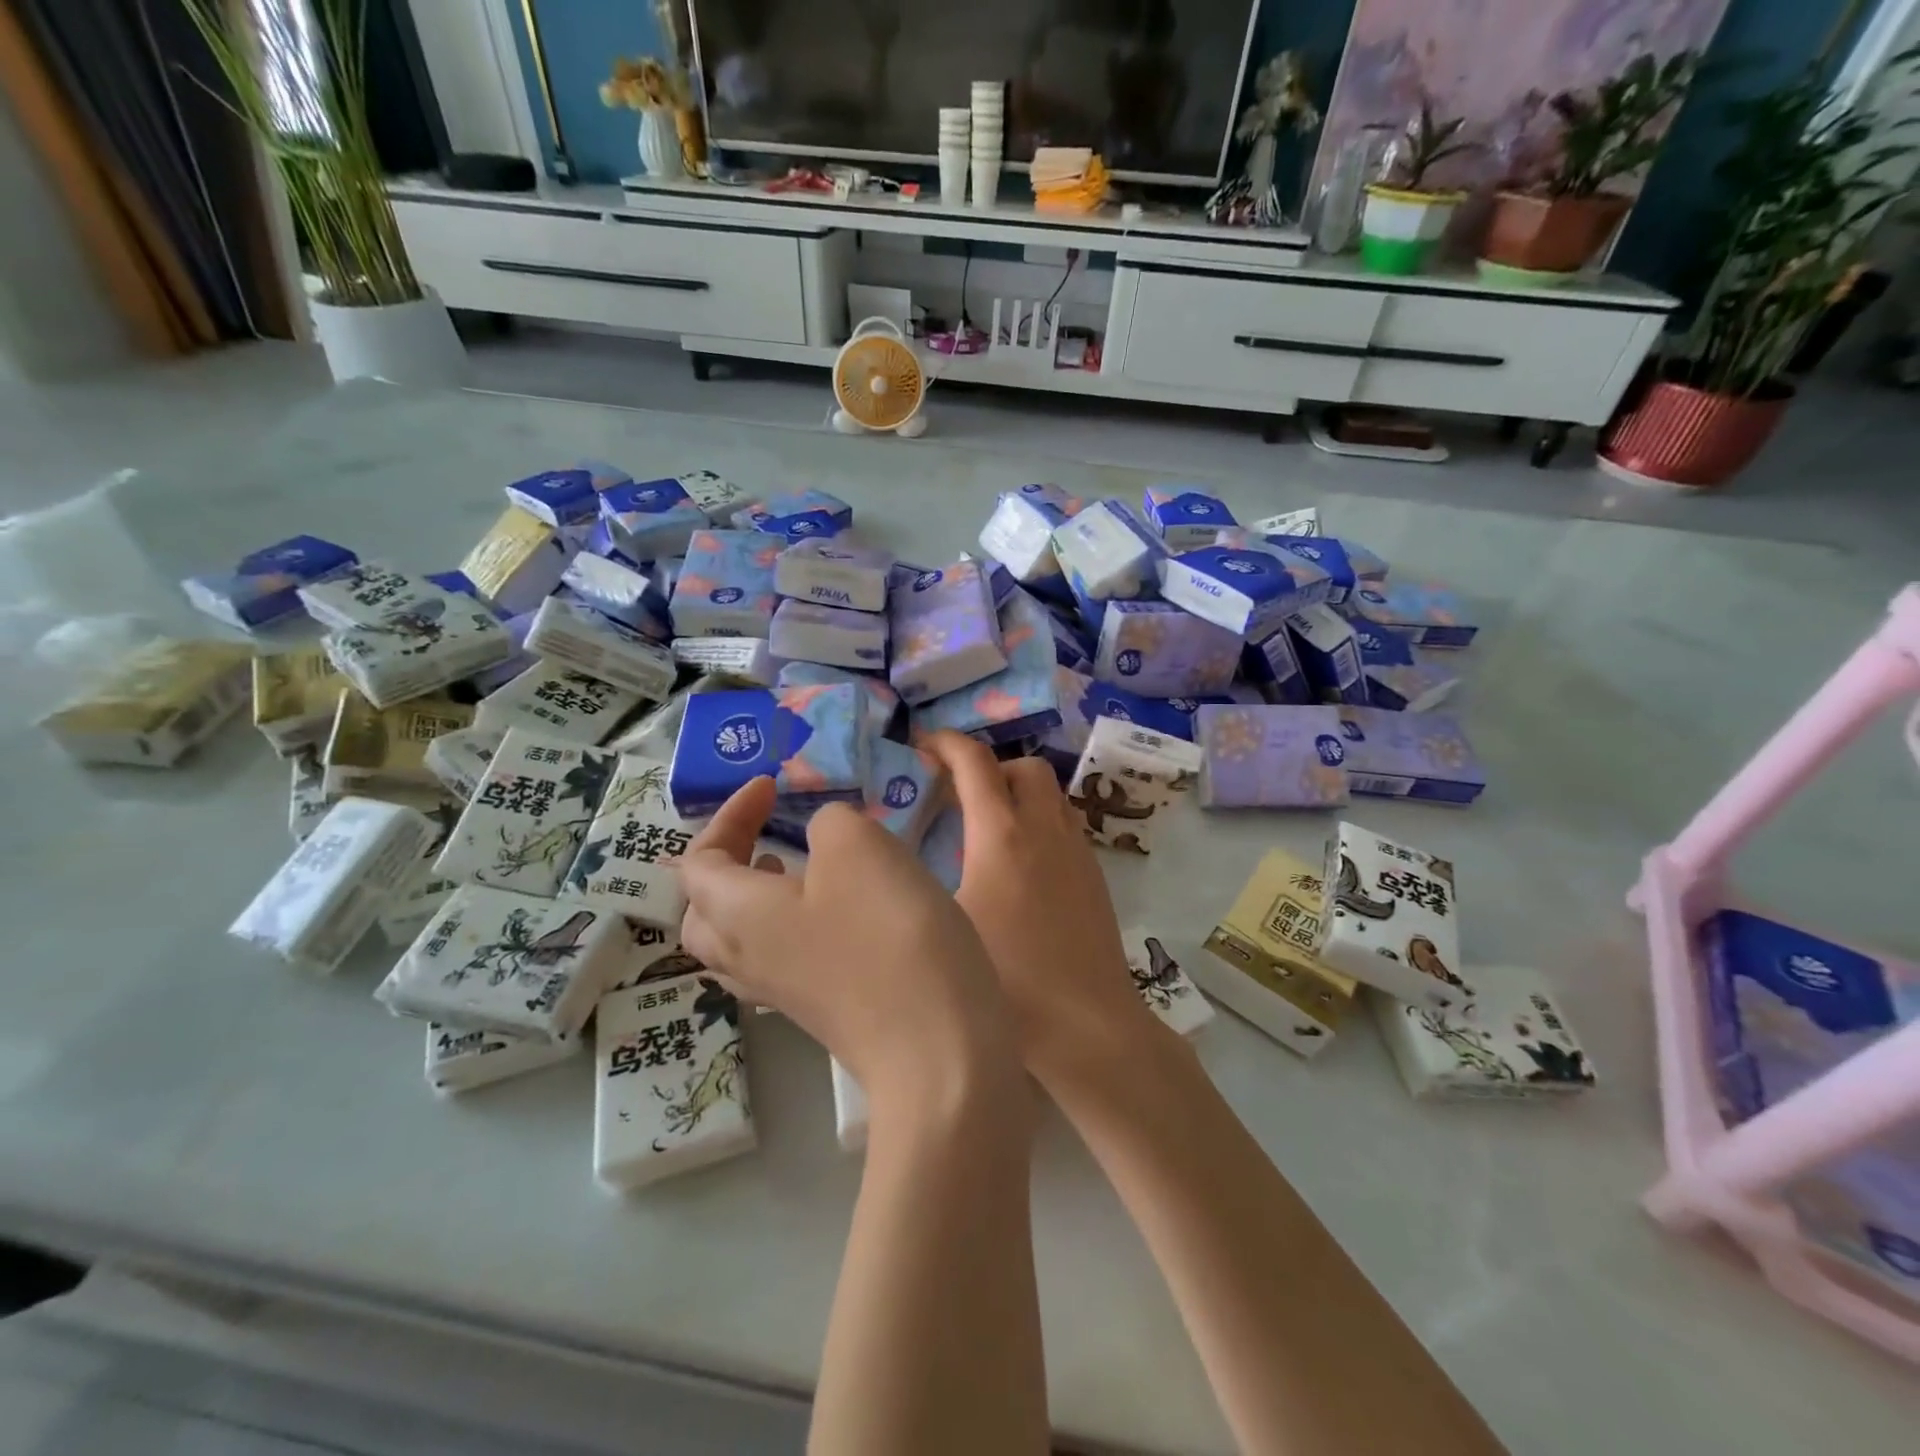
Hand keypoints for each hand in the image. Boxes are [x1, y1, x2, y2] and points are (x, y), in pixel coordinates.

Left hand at [677, 777, 1022, 1113]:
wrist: (937, 1047)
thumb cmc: (888, 933)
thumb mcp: (858, 846)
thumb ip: (828, 822)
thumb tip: (824, 835)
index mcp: (736, 915)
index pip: (699, 860)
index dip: (728, 814)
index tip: (772, 786)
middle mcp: (745, 958)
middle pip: (703, 911)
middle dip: (726, 864)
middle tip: (767, 838)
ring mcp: (781, 992)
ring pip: (738, 939)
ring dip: (755, 897)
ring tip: (796, 868)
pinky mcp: (820, 1011)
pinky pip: (780, 958)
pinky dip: (791, 925)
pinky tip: (839, 912)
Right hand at [919, 732, 1169, 1087]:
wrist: (1089, 1028)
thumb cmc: (1010, 983)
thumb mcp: (945, 928)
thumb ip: (921, 883)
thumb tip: (896, 861)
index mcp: (1002, 836)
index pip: (974, 763)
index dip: (946, 743)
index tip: (922, 747)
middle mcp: (1045, 830)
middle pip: (1023, 766)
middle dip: (988, 766)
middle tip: (957, 795)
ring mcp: (1077, 852)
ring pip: (1050, 793)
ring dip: (1018, 792)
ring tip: (987, 828)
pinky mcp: (1095, 876)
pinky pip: (1065, 824)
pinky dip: (1039, 821)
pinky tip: (1019, 866)